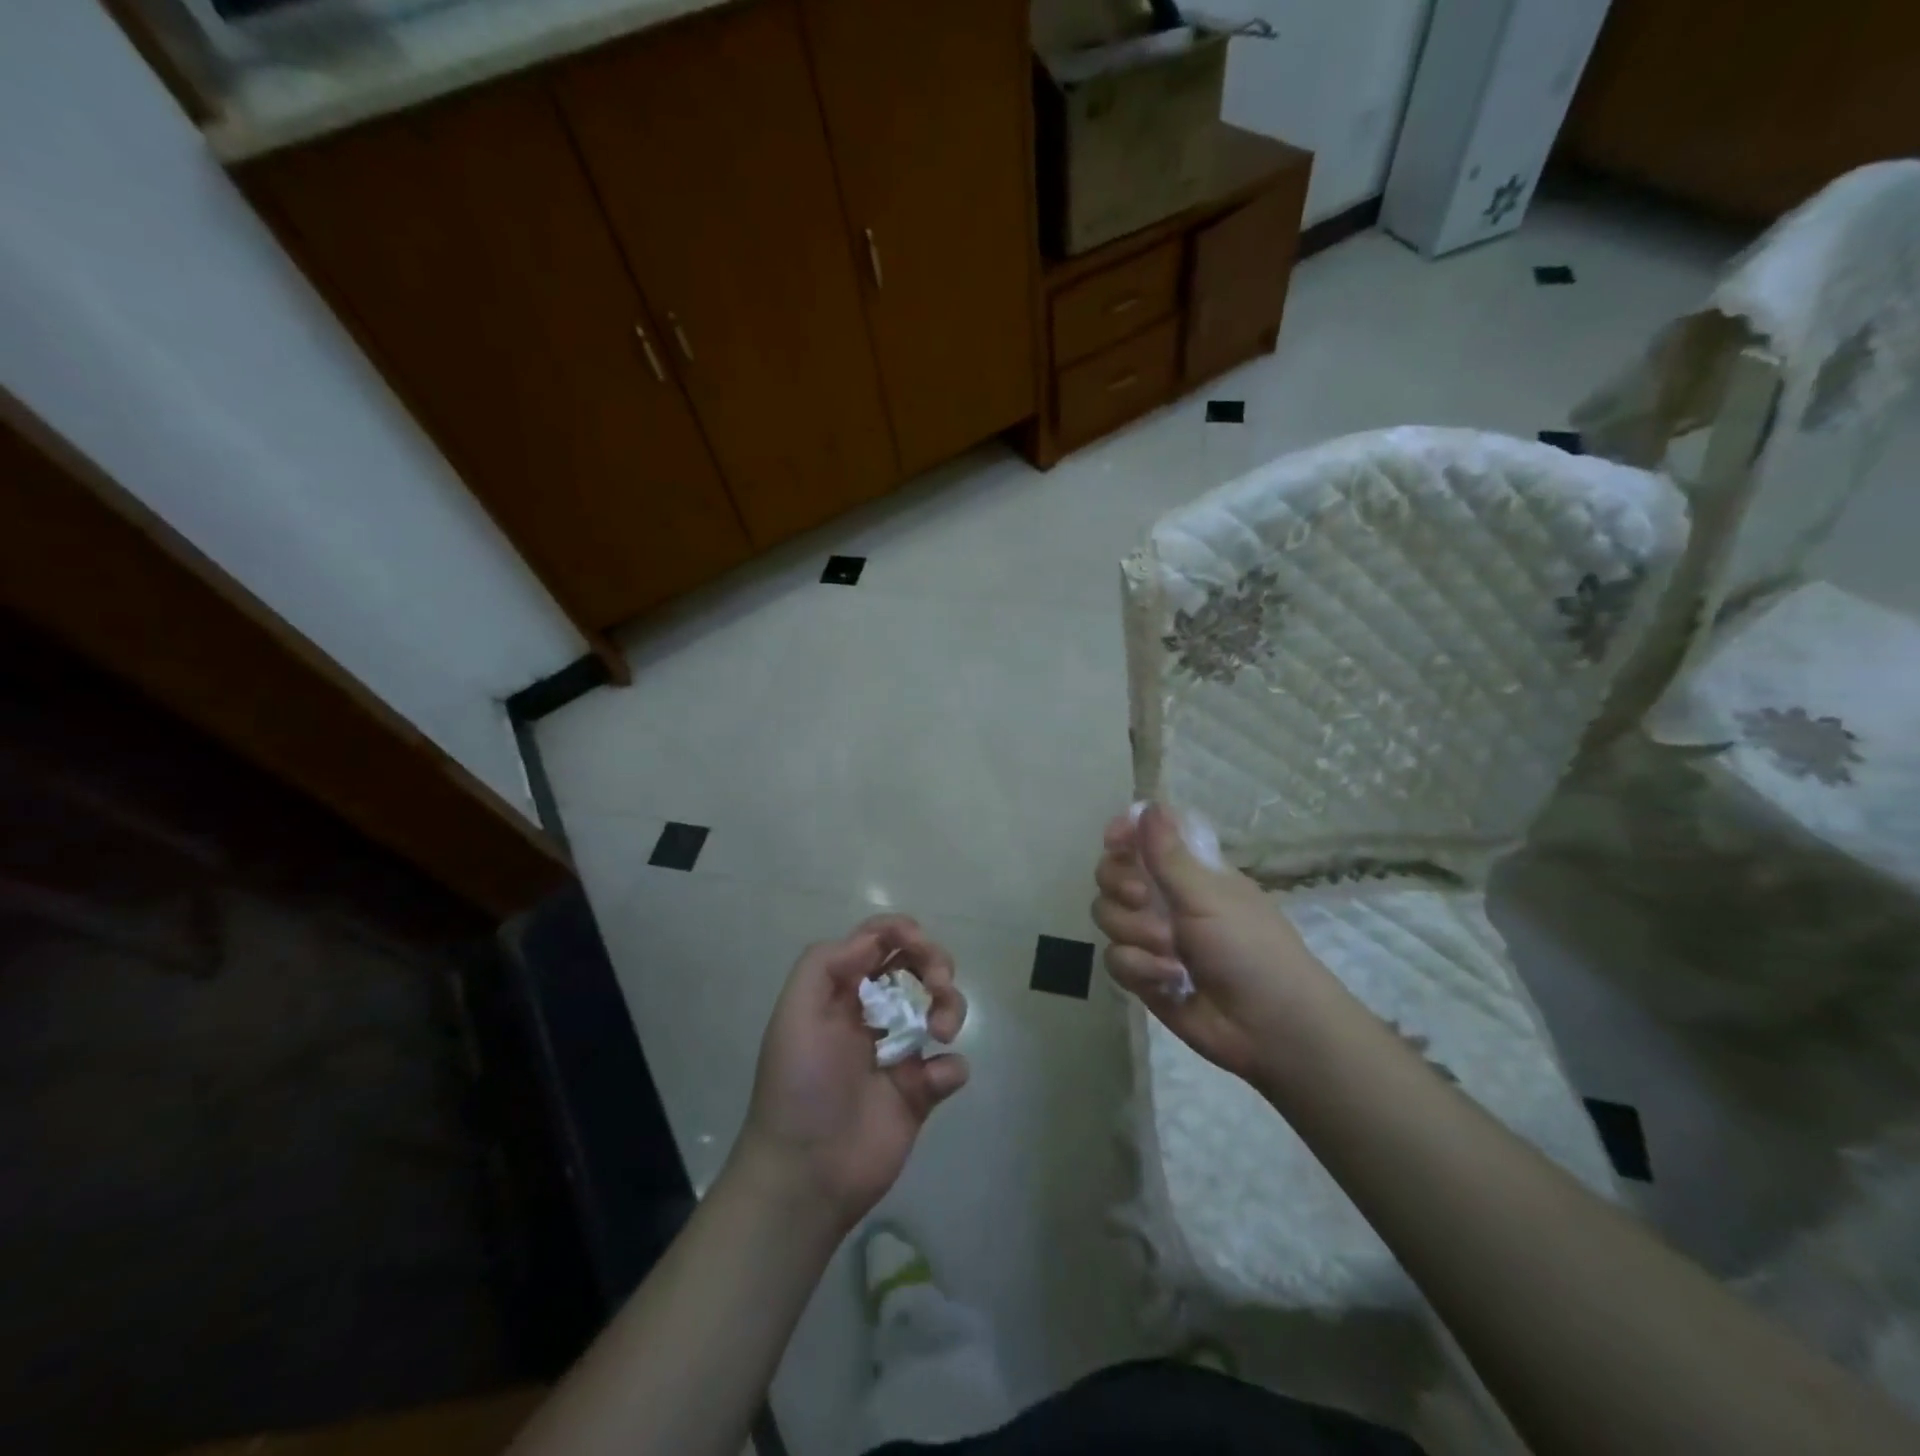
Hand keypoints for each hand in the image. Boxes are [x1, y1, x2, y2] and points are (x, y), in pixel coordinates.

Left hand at [737, 915, 968, 1232]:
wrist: (806, 1175)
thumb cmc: (799, 1086)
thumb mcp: (795, 1013)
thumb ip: (826, 963)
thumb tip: (873, 941)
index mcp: (842, 991)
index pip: (878, 940)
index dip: (903, 931)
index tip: (919, 946)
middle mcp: (872, 1014)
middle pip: (917, 965)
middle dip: (936, 963)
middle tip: (938, 985)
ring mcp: (899, 1052)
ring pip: (941, 1007)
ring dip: (951, 1007)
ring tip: (941, 1032)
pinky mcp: (920, 1093)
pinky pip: (951, 1066)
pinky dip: (951, 1067)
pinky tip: (930, 1083)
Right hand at [1092, 804, 1332, 1086]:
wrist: (1270, 1027)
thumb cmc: (1250, 949)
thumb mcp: (1209, 896)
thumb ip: (1169, 855)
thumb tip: (1149, 805)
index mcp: (1188, 871)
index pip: (1144, 837)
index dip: (1124, 834)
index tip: (1114, 841)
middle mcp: (1164, 898)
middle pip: (1112, 874)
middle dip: (1120, 886)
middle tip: (1142, 898)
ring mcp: (1151, 937)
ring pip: (1108, 916)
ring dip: (1136, 933)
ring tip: (1171, 953)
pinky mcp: (1143, 974)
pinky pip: (1115, 958)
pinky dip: (1140, 969)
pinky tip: (1169, 981)